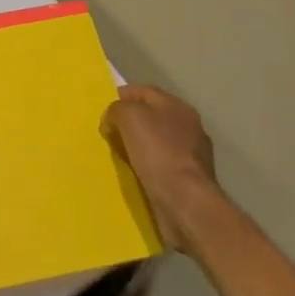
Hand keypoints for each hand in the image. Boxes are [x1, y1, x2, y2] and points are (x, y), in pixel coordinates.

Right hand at [101, 84, 222, 250]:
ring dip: (138, 147)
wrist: (186, 202)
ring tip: (117, 156)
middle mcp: (188, 127)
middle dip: (129, 123)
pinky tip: (134, 175)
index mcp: (177, 106)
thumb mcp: (129, 117)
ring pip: (155, 143)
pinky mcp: (189, 181)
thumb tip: (114, 118)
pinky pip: (160, 166)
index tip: (102, 111)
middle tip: (108, 134)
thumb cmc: (158, 152)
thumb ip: (117, 109)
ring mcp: (192, 155)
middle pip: (151, 117)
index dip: (121, 97)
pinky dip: (146, 168)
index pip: (144, 92)